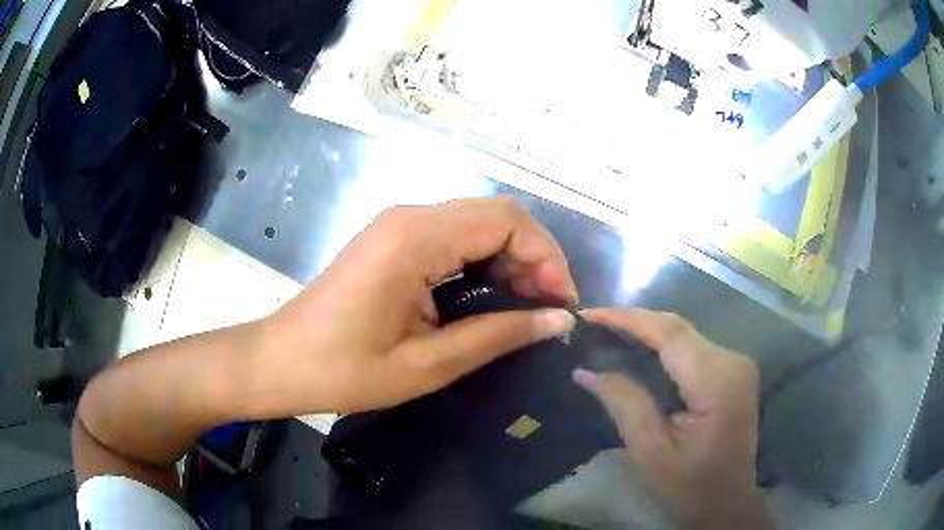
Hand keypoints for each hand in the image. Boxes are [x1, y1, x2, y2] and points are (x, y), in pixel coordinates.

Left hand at [255, 198, 577, 416]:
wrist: (280, 361)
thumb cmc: (344, 371)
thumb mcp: (428, 364)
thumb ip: (498, 336)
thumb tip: (557, 320)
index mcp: (416, 239)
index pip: (507, 220)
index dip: (547, 257)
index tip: (560, 306)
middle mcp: (410, 216)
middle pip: (497, 215)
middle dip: (534, 258)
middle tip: (547, 312)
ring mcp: (399, 225)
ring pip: (478, 224)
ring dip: (511, 261)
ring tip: (524, 311)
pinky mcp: (393, 240)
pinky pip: (455, 238)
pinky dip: (484, 263)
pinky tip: (489, 301)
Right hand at [574, 309, 770, 529]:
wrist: (727, 503)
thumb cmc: (690, 487)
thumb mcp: (651, 453)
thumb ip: (625, 405)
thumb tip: (585, 371)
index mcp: (717, 382)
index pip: (669, 333)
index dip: (627, 318)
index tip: (588, 315)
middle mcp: (732, 361)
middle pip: (678, 327)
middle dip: (633, 321)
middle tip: (592, 325)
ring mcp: (736, 363)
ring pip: (684, 334)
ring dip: (646, 331)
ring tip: (607, 334)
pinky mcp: (732, 370)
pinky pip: (692, 347)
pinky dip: (662, 345)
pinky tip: (637, 350)